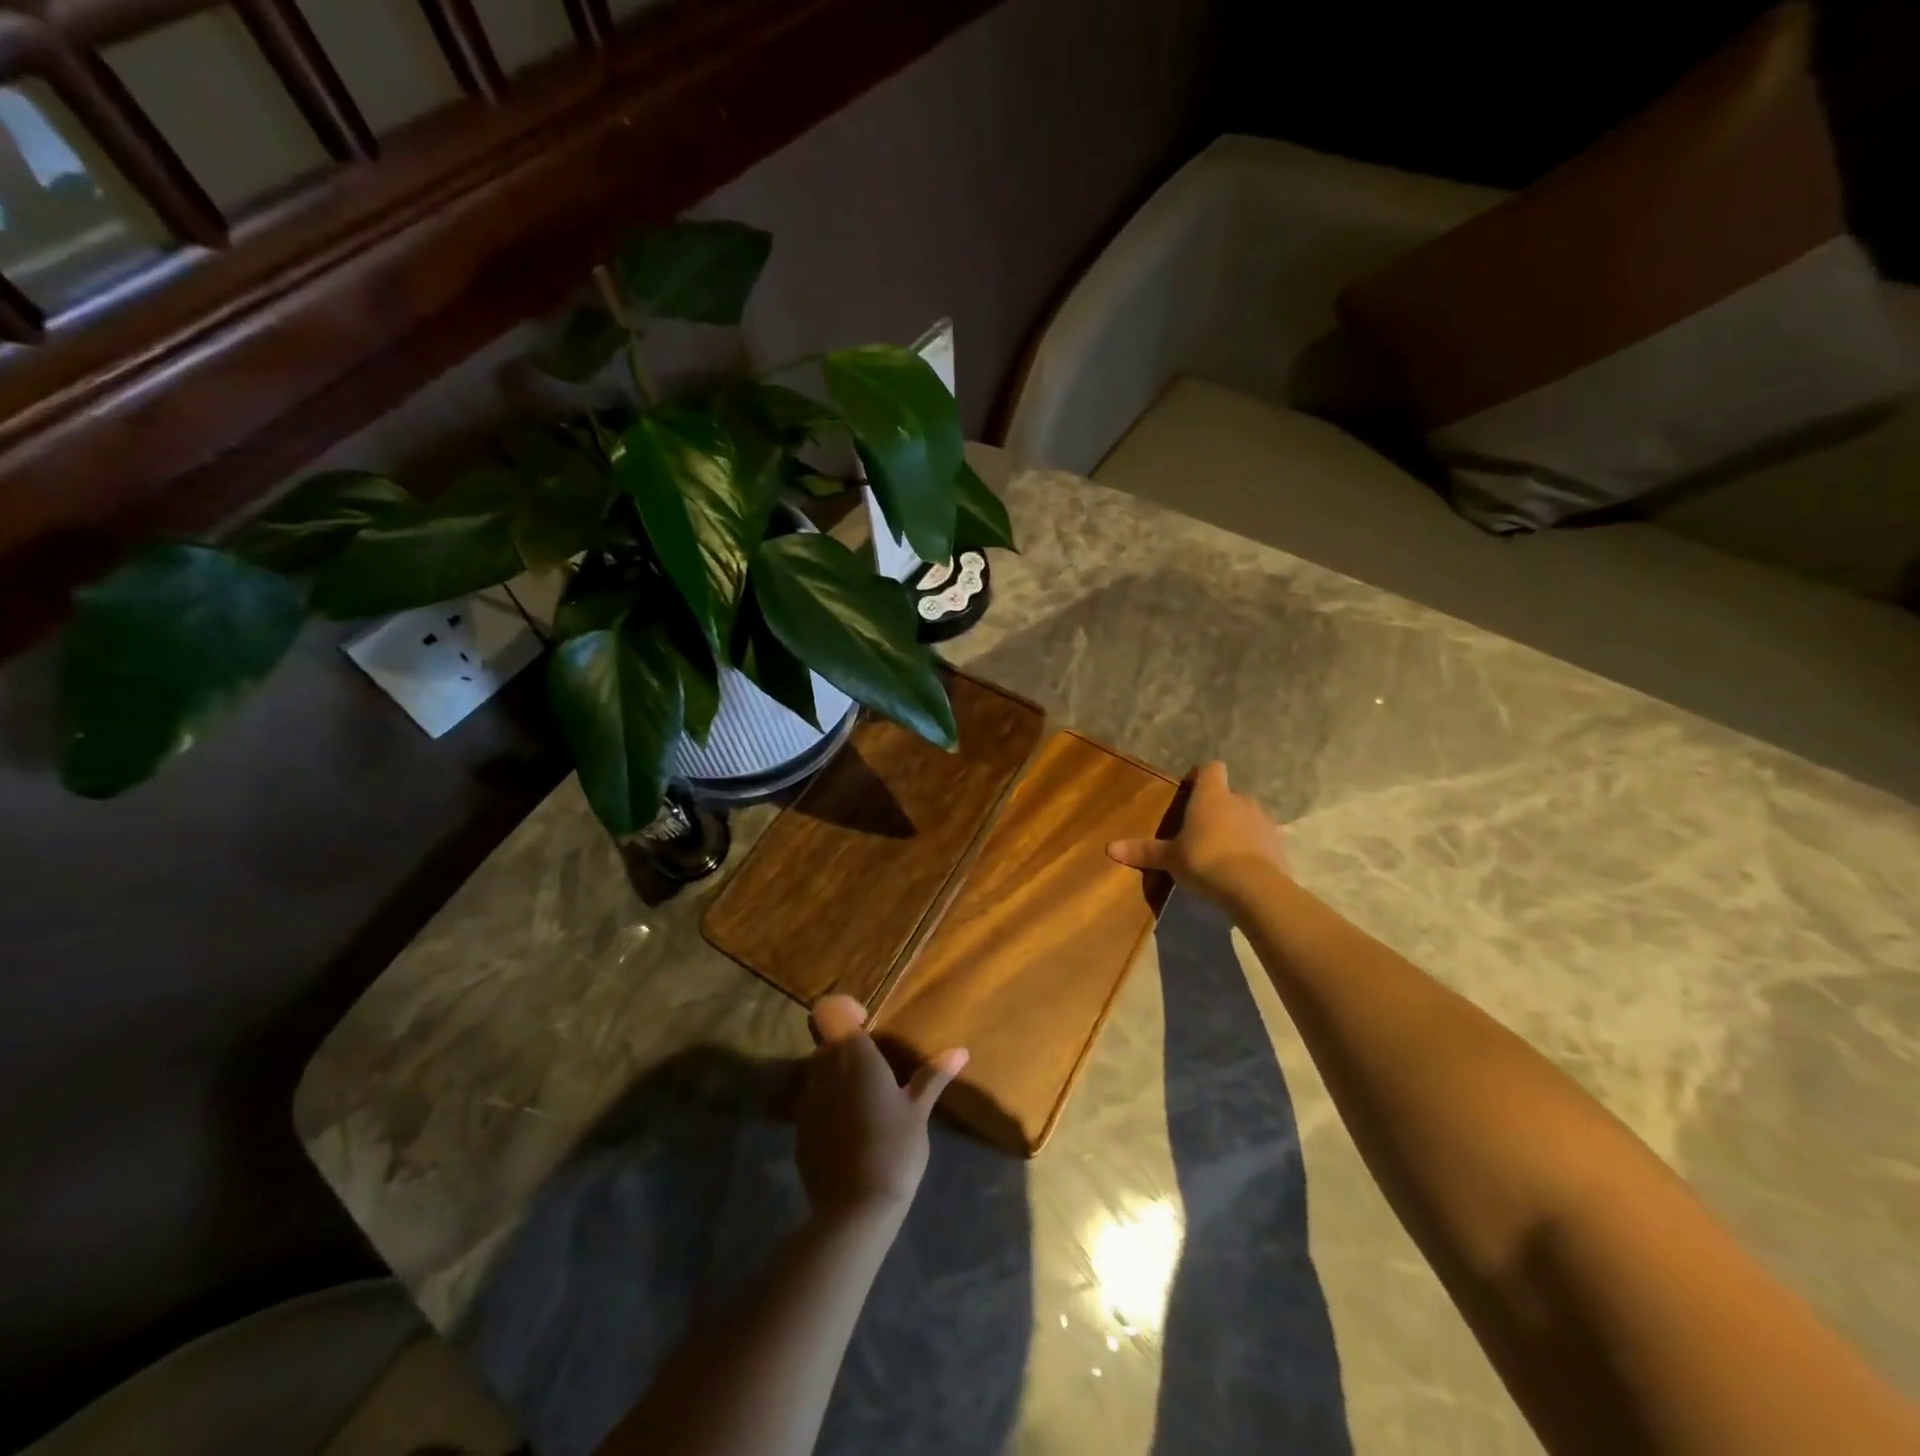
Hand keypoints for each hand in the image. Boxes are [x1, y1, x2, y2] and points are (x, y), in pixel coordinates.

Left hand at [796, 995, 967, 1221]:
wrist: (854, 1209)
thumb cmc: (893, 1147)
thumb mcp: (918, 1110)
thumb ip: (933, 1076)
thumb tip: (960, 1050)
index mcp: (853, 1055)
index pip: (829, 1010)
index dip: (844, 1011)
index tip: (866, 1025)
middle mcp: (824, 1070)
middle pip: (826, 1041)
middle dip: (846, 1047)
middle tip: (876, 1066)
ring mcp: (808, 1101)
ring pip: (819, 1071)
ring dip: (838, 1076)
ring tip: (868, 1099)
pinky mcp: (800, 1130)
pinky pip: (815, 1102)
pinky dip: (831, 1105)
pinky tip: (854, 1130)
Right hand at [1107, 760, 1287, 904]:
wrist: (1254, 887)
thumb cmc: (1205, 860)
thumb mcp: (1170, 858)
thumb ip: (1143, 851)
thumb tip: (1110, 848)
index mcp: (1212, 795)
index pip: (1211, 768)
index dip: (1201, 775)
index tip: (1189, 788)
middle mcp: (1240, 800)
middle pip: (1229, 794)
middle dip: (1217, 808)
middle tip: (1200, 829)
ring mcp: (1263, 821)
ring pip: (1247, 816)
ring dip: (1236, 827)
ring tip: (1221, 850)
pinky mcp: (1278, 844)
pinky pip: (1261, 839)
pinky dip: (1252, 847)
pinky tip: (1240, 868)